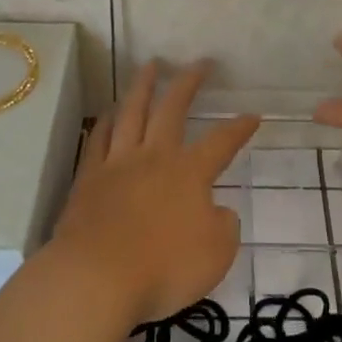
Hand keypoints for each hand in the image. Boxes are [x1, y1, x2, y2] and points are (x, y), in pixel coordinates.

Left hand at [51, 62, 258, 325]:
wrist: (96, 278)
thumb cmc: (164, 268)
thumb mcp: (216, 254)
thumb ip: (223, 227)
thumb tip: (217, 211)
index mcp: (189, 173)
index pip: (222, 142)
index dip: (239, 128)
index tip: (253, 115)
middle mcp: (154, 157)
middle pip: (172, 109)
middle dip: (189, 82)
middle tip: (200, 63)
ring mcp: (117, 164)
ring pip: (132, 113)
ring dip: (143, 86)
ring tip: (150, 66)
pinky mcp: (88, 179)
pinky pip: (98, 140)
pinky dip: (106, 122)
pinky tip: (109, 112)